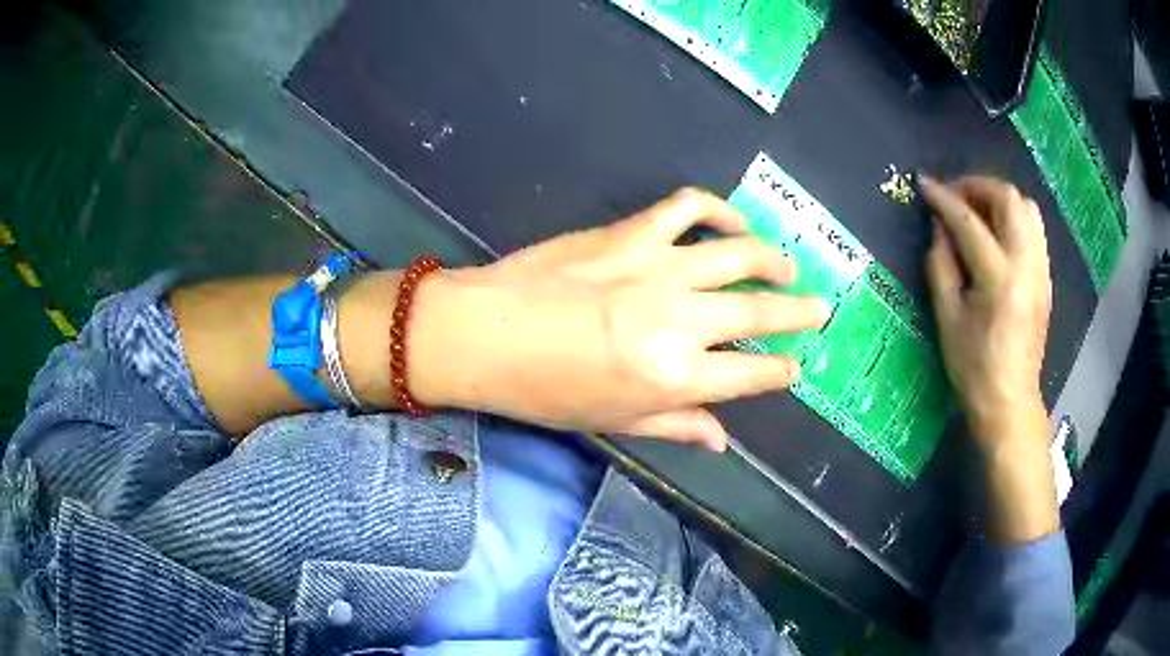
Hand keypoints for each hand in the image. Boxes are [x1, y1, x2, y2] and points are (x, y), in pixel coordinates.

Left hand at [408, 188, 829, 450]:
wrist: (483, 333)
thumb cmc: (544, 391)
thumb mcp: (613, 421)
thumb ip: (676, 425)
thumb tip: (723, 442)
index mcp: (676, 377)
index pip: (751, 375)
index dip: (780, 371)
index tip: (795, 367)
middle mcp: (680, 320)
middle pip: (759, 311)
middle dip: (799, 313)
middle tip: (820, 310)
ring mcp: (658, 268)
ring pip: (739, 253)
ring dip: (773, 260)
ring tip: (788, 266)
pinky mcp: (632, 232)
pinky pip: (688, 206)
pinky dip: (717, 208)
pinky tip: (731, 219)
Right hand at [920, 175, 1057, 542]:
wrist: (1010, 401)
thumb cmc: (973, 368)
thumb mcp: (947, 318)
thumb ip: (941, 264)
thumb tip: (939, 227)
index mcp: (999, 279)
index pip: (969, 222)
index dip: (944, 198)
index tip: (924, 185)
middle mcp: (1027, 265)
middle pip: (1008, 198)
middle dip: (977, 186)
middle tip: (955, 196)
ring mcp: (1041, 270)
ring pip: (1027, 207)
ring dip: (999, 197)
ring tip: (977, 210)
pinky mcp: (1046, 277)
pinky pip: (1034, 228)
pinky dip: (1014, 216)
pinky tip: (998, 233)